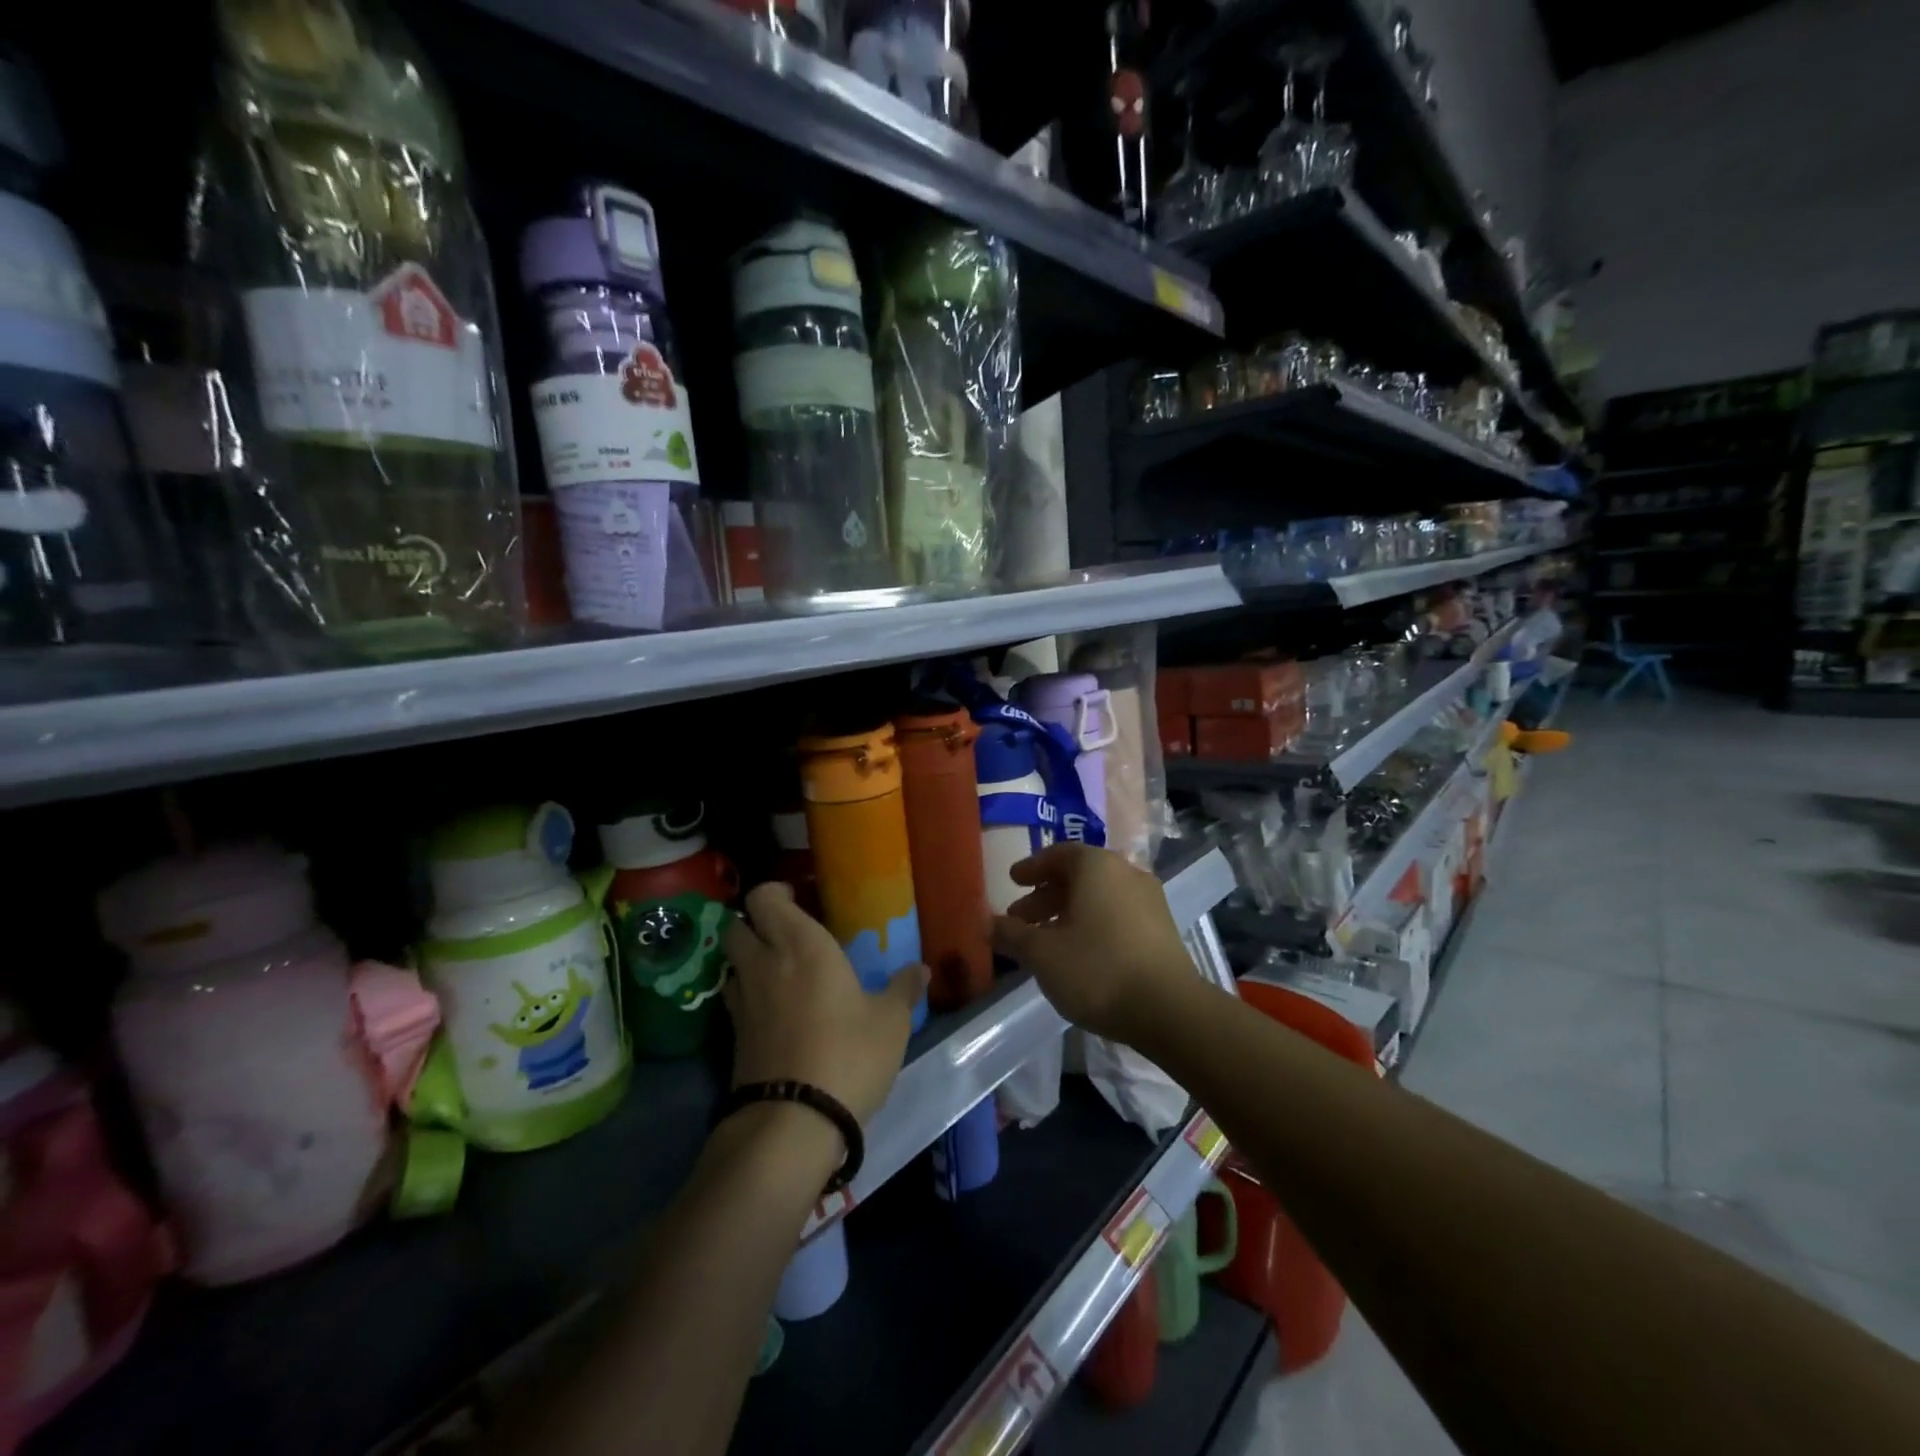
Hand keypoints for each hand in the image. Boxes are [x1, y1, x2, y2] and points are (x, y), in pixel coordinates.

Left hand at [722, 882, 926, 1125]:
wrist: (792, 1122)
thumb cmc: (849, 1054)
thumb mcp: (890, 1022)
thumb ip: (903, 989)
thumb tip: (921, 969)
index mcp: (801, 944)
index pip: (764, 898)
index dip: (774, 892)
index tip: (797, 898)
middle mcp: (764, 963)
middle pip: (737, 925)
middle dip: (755, 922)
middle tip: (786, 933)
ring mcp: (743, 1001)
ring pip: (731, 963)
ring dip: (748, 958)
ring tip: (779, 970)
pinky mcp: (733, 1037)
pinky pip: (735, 998)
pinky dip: (749, 994)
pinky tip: (775, 1010)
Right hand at [990, 842, 1198, 1044]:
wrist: (1169, 1010)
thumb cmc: (1097, 969)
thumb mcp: (1042, 953)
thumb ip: (1011, 934)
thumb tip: (985, 922)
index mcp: (1097, 866)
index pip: (1058, 854)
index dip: (1032, 868)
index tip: (1012, 881)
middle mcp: (1126, 873)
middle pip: (1078, 876)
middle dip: (1045, 896)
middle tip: (1020, 919)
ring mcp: (1149, 901)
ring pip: (1098, 897)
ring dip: (1067, 913)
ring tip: (1044, 941)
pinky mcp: (1162, 929)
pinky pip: (1116, 914)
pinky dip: (1091, 924)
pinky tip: (1077, 954)